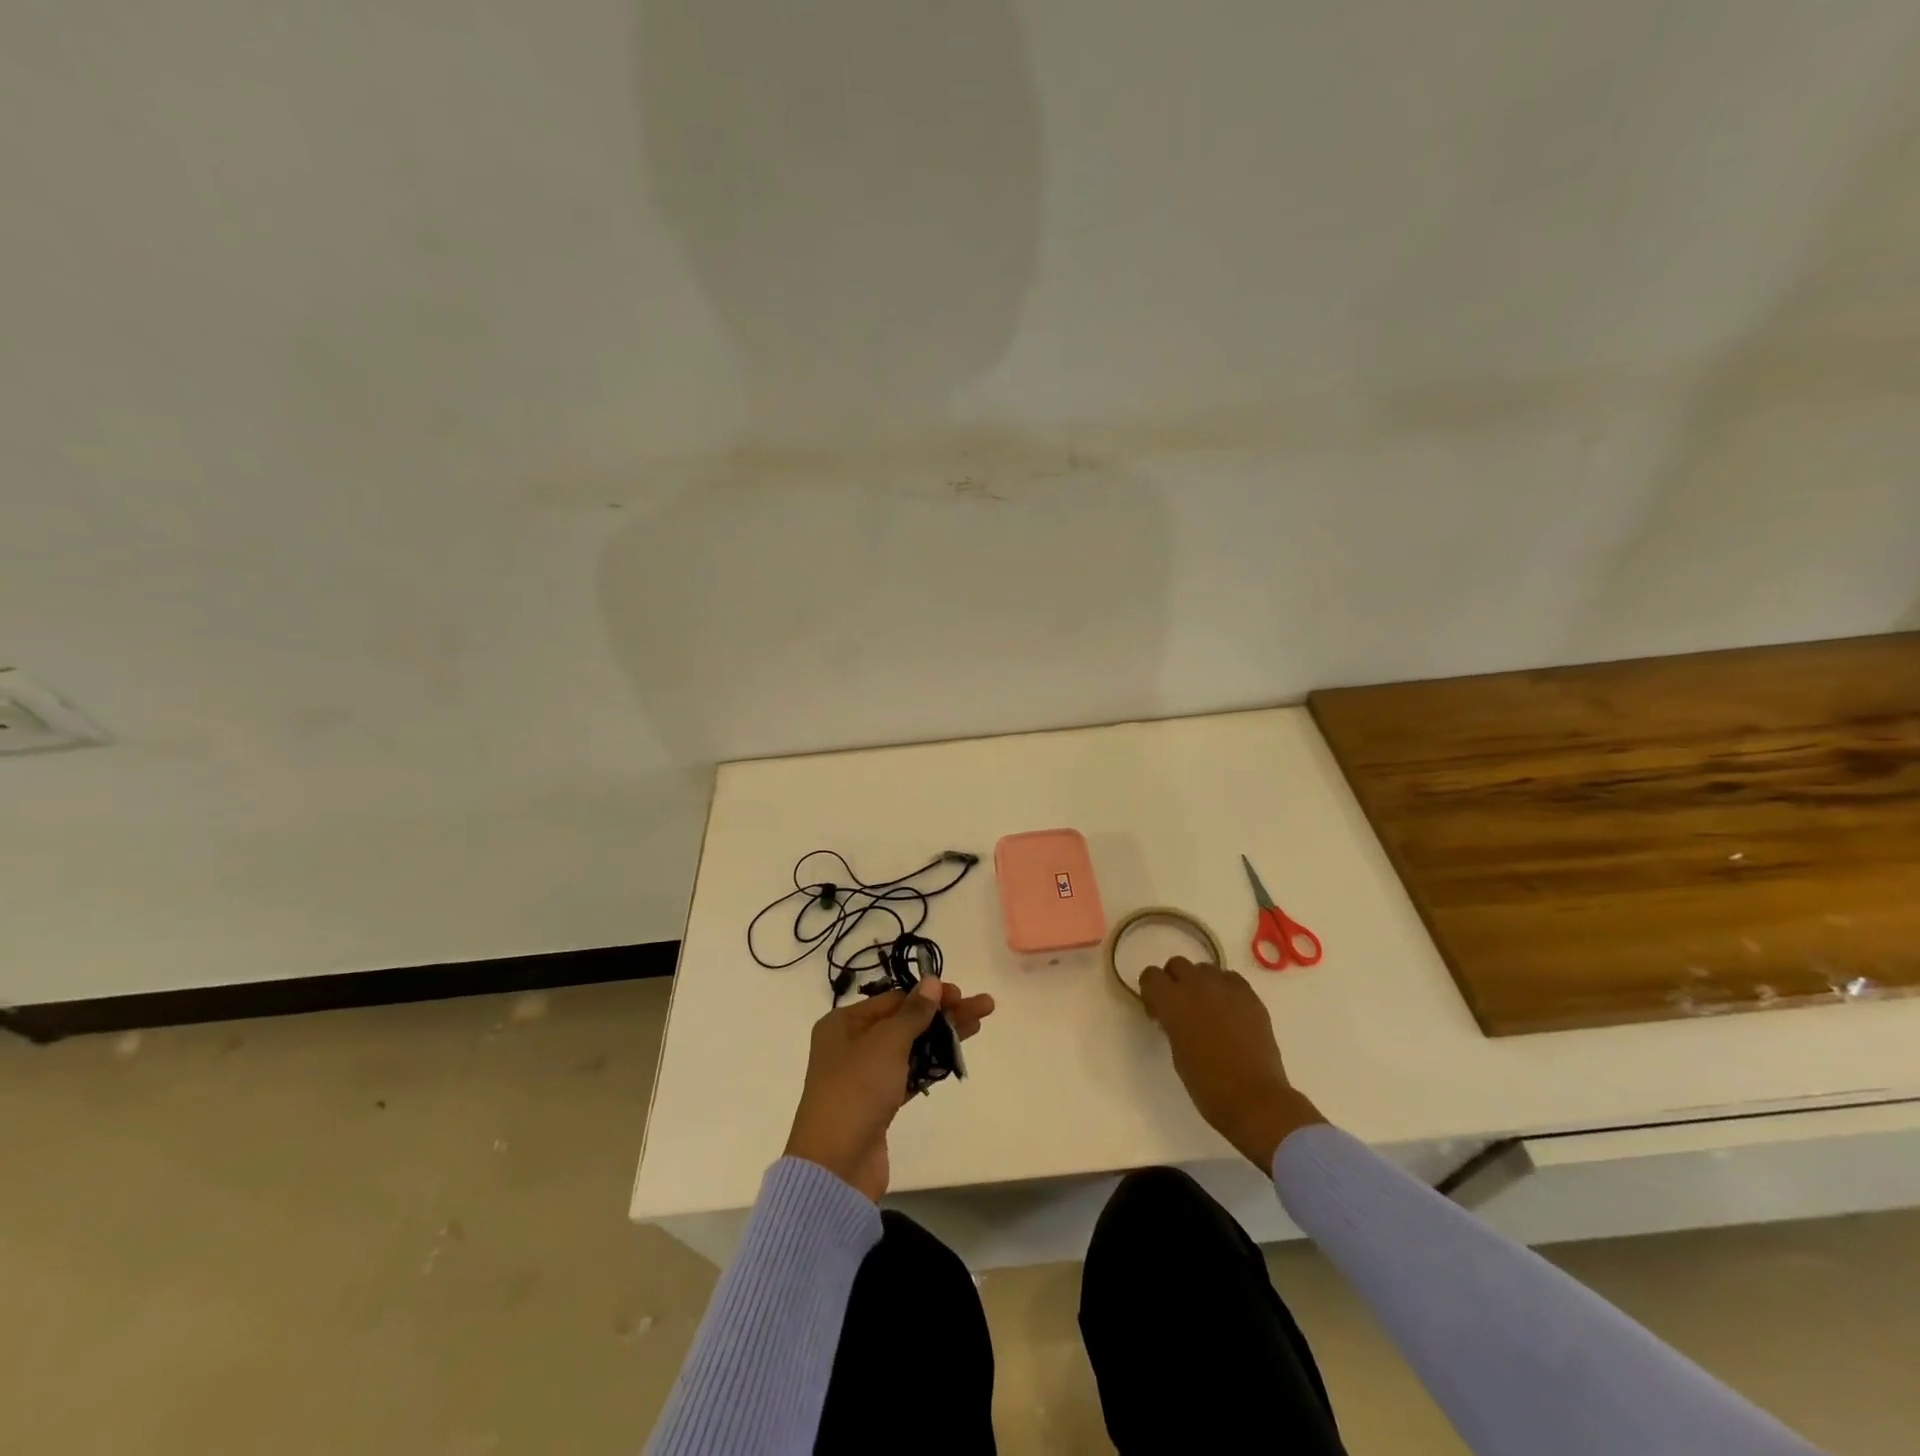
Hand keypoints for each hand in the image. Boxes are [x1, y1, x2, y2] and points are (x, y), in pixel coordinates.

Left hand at [784, 976, 995, 1201]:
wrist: (836, 1166)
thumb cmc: (857, 1090)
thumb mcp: (886, 1043)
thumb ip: (913, 1012)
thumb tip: (931, 981)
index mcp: (843, 1023)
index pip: (893, 999)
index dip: (927, 994)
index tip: (959, 993)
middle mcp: (851, 1045)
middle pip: (905, 1021)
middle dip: (943, 1013)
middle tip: (982, 1007)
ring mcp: (865, 1076)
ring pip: (911, 1047)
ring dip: (942, 1036)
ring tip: (978, 1025)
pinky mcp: (879, 1104)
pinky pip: (909, 1074)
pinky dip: (931, 1064)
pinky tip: (957, 1056)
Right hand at [1139, 956, 1323, 1170]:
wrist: (1254, 1099)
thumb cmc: (1207, 1084)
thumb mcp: (1176, 1051)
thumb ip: (1172, 1023)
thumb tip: (1176, 1016)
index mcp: (1172, 1001)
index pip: (1150, 975)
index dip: (1151, 991)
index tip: (1158, 1012)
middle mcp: (1196, 985)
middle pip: (1177, 964)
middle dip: (1175, 981)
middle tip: (1182, 1008)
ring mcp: (1226, 988)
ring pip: (1205, 968)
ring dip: (1201, 983)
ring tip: (1209, 1009)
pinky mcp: (1250, 996)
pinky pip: (1231, 979)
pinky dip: (1226, 989)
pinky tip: (1230, 1011)